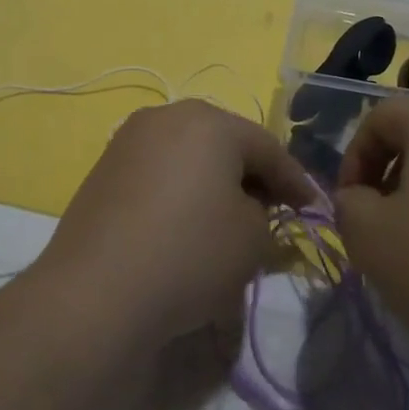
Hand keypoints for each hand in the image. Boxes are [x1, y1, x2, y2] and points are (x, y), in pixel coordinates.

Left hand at [33, 101, 319, 346]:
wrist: (96, 293)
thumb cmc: (189, 254)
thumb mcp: (252, 238)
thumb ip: (266, 214)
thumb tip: (253, 209)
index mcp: (208, 120)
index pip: (267, 147)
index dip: (295, 181)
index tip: (313, 209)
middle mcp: (167, 116)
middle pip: (225, 143)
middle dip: (252, 176)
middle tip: (274, 212)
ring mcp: (129, 140)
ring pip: (189, 156)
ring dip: (214, 183)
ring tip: (230, 221)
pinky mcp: (104, 169)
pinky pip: (159, 173)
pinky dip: (180, 192)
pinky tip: (186, 226)